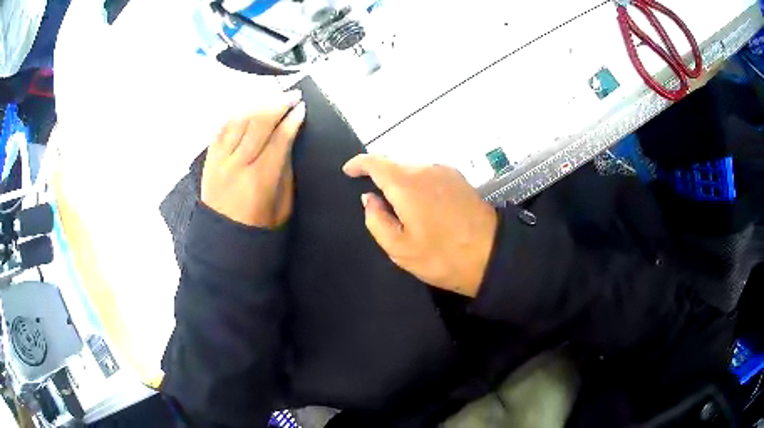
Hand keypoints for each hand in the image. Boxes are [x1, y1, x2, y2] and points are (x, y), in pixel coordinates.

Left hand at [202, 90, 304, 227]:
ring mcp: (220, 160)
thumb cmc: (259, 226)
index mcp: (260, 179)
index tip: (301, 108)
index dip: (292, 120)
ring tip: (271, 98)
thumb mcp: (283, 204)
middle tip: (292, 95)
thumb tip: (288, 139)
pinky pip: (221, 129)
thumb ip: (285, 170)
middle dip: (278, 104)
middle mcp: (238, 164)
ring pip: (239, 121)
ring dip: (257, 105)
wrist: (223, 239)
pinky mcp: (209, 160)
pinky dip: (235, 115)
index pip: (279, 138)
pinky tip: (246, 108)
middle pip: (259, 123)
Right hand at [343, 155, 497, 296]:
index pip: (375, 162)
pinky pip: (428, 174)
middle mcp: (426, 168)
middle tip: (374, 200)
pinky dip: (416, 183)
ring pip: (412, 168)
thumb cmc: (442, 257)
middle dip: (379, 175)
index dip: (358, 163)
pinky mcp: (459, 178)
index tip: (348, 171)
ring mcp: (446, 171)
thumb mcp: (400, 249)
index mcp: (407, 183)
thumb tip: (370, 198)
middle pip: (395, 163)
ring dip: (399, 180)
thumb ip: (376, 220)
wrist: (493, 255)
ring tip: (398, 207)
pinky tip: (420, 204)